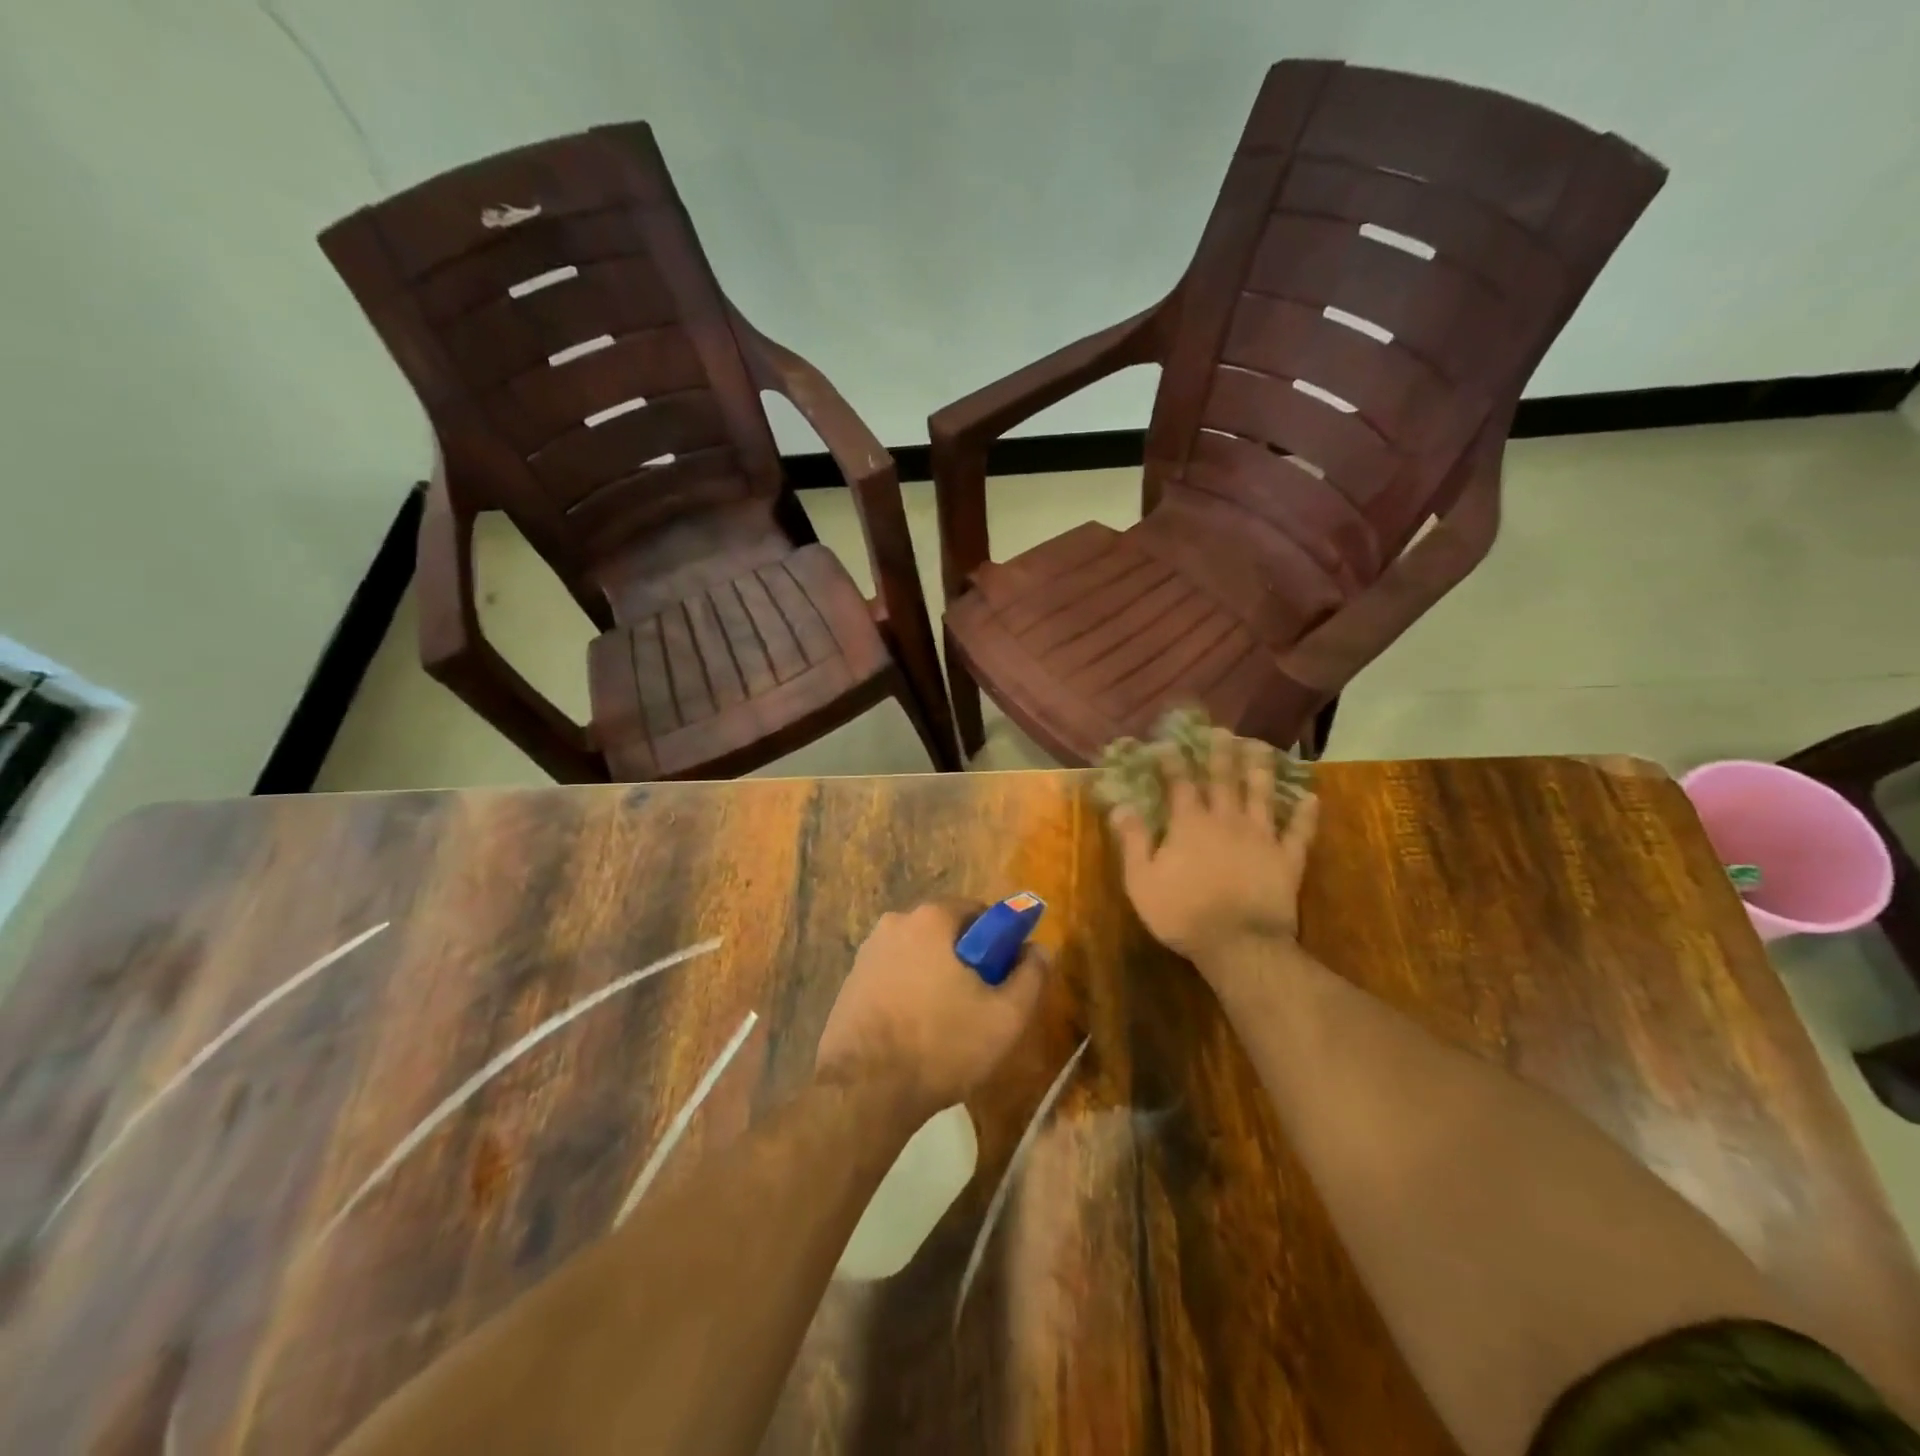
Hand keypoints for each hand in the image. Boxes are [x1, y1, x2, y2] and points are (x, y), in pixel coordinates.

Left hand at [816, 899, 1045, 1117]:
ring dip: (936, 978)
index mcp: (931, 918)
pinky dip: (909, 994)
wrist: (864, 1091)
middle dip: (966, 961)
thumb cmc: (942, 1045)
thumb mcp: (1006, 1017)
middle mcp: (894, 923)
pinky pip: (893, 977)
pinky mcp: (850, 982)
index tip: (1003, 977)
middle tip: (980, 1004)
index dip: (998, 942)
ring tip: (947, 1025)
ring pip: (918, 956)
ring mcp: (867, 953)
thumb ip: (1031, 976)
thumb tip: (1039, 949)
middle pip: (946, 933)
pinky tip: (915, 1032)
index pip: (978, 912)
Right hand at [1108, 728, 1319, 972]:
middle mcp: (1226, 820)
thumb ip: (1133, 840)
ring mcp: (1261, 837)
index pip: (1180, 783)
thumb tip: (1121, 805)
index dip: (1173, 761)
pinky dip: (1306, 815)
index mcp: (1189, 824)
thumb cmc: (1182, 913)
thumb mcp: (1141, 880)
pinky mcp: (1287, 859)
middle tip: (1222, 730)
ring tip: (1261, 747)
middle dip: (1220, 752)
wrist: (1239, 944)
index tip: (1167, 742)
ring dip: (1261, 769)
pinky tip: (1311, 798)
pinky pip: (1299, 832)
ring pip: (1262, 795)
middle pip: (1224, 779)